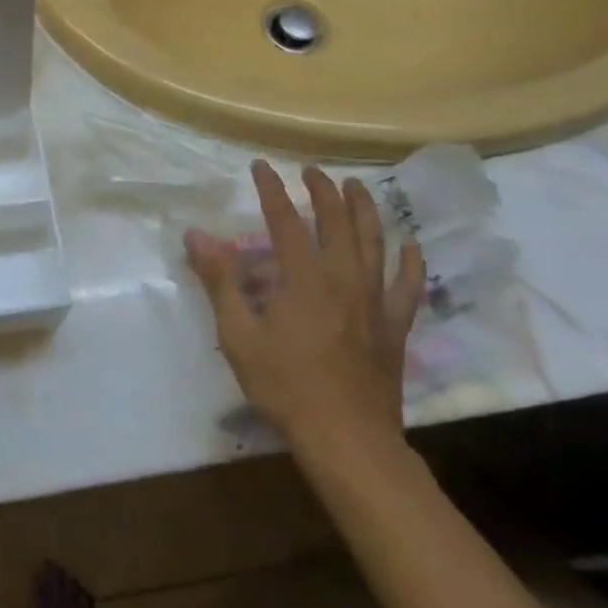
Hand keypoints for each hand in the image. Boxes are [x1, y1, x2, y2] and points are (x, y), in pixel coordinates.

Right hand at [184, 162, 424, 468]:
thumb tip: (196, 235)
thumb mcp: (239, 336)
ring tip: (356, 186)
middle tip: (312, 170)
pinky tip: (411, 244)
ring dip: (365, 210)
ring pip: (375, 243)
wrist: (348, 441)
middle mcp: (344, 279)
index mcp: (303, 279)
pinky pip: (408, 286)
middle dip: (323, 190)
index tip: (261, 166)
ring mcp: (375, 302)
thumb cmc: (286, 388)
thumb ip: (220, 281)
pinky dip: (411, 261)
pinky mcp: (395, 326)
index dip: (272, 189)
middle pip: (337, 222)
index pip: (285, 220)